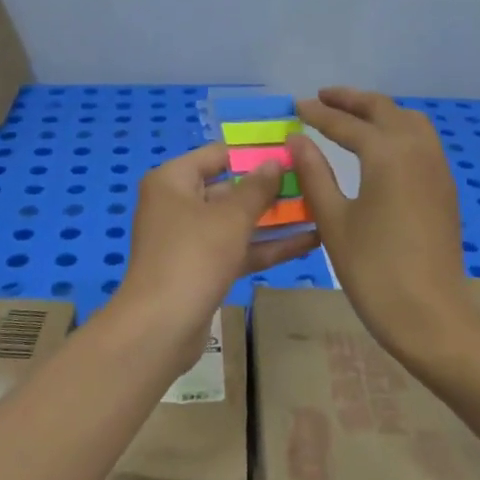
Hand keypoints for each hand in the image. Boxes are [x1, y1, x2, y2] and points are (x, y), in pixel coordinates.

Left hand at [117, 142, 318, 363]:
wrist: (161, 327)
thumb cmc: (194, 256)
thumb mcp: (231, 217)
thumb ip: (257, 188)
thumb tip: (275, 162)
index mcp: (172, 181)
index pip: (217, 155)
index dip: (253, 153)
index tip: (291, 153)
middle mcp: (177, 204)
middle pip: (228, 188)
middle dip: (269, 188)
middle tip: (312, 182)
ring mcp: (189, 239)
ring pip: (236, 222)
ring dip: (274, 219)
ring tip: (319, 210)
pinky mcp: (202, 269)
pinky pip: (237, 249)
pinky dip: (266, 246)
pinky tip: (308, 242)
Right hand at [288, 88, 479, 371]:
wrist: (430, 314)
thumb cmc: (373, 269)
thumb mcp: (334, 221)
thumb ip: (315, 174)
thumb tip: (297, 139)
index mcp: (387, 154)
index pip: (347, 124)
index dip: (319, 114)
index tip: (297, 106)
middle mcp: (417, 150)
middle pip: (384, 110)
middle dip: (352, 101)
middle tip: (323, 98)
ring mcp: (436, 168)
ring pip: (409, 121)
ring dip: (380, 112)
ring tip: (352, 115)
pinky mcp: (444, 188)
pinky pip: (422, 141)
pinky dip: (398, 130)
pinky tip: (381, 147)